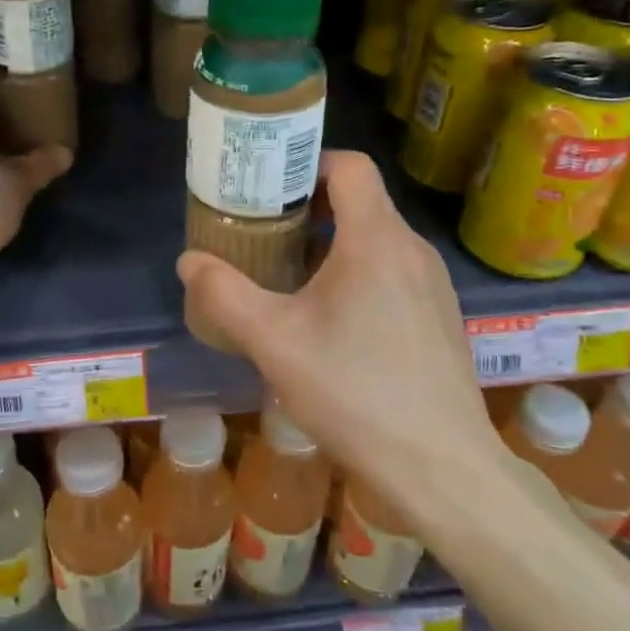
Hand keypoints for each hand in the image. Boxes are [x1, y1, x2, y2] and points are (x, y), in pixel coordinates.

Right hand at [177, 151, 508, 530]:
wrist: (440, 467)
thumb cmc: (354, 392)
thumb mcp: (274, 342)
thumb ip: (225, 294)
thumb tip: (189, 261)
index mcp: (376, 240)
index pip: (349, 166)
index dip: (307, 163)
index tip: (268, 187)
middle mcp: (412, 250)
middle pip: (360, 203)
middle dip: (308, 210)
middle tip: (263, 234)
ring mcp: (434, 285)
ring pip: (377, 240)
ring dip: (332, 246)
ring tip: (289, 278)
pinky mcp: (441, 317)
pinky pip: (394, 273)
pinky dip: (358, 275)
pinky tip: (331, 322)